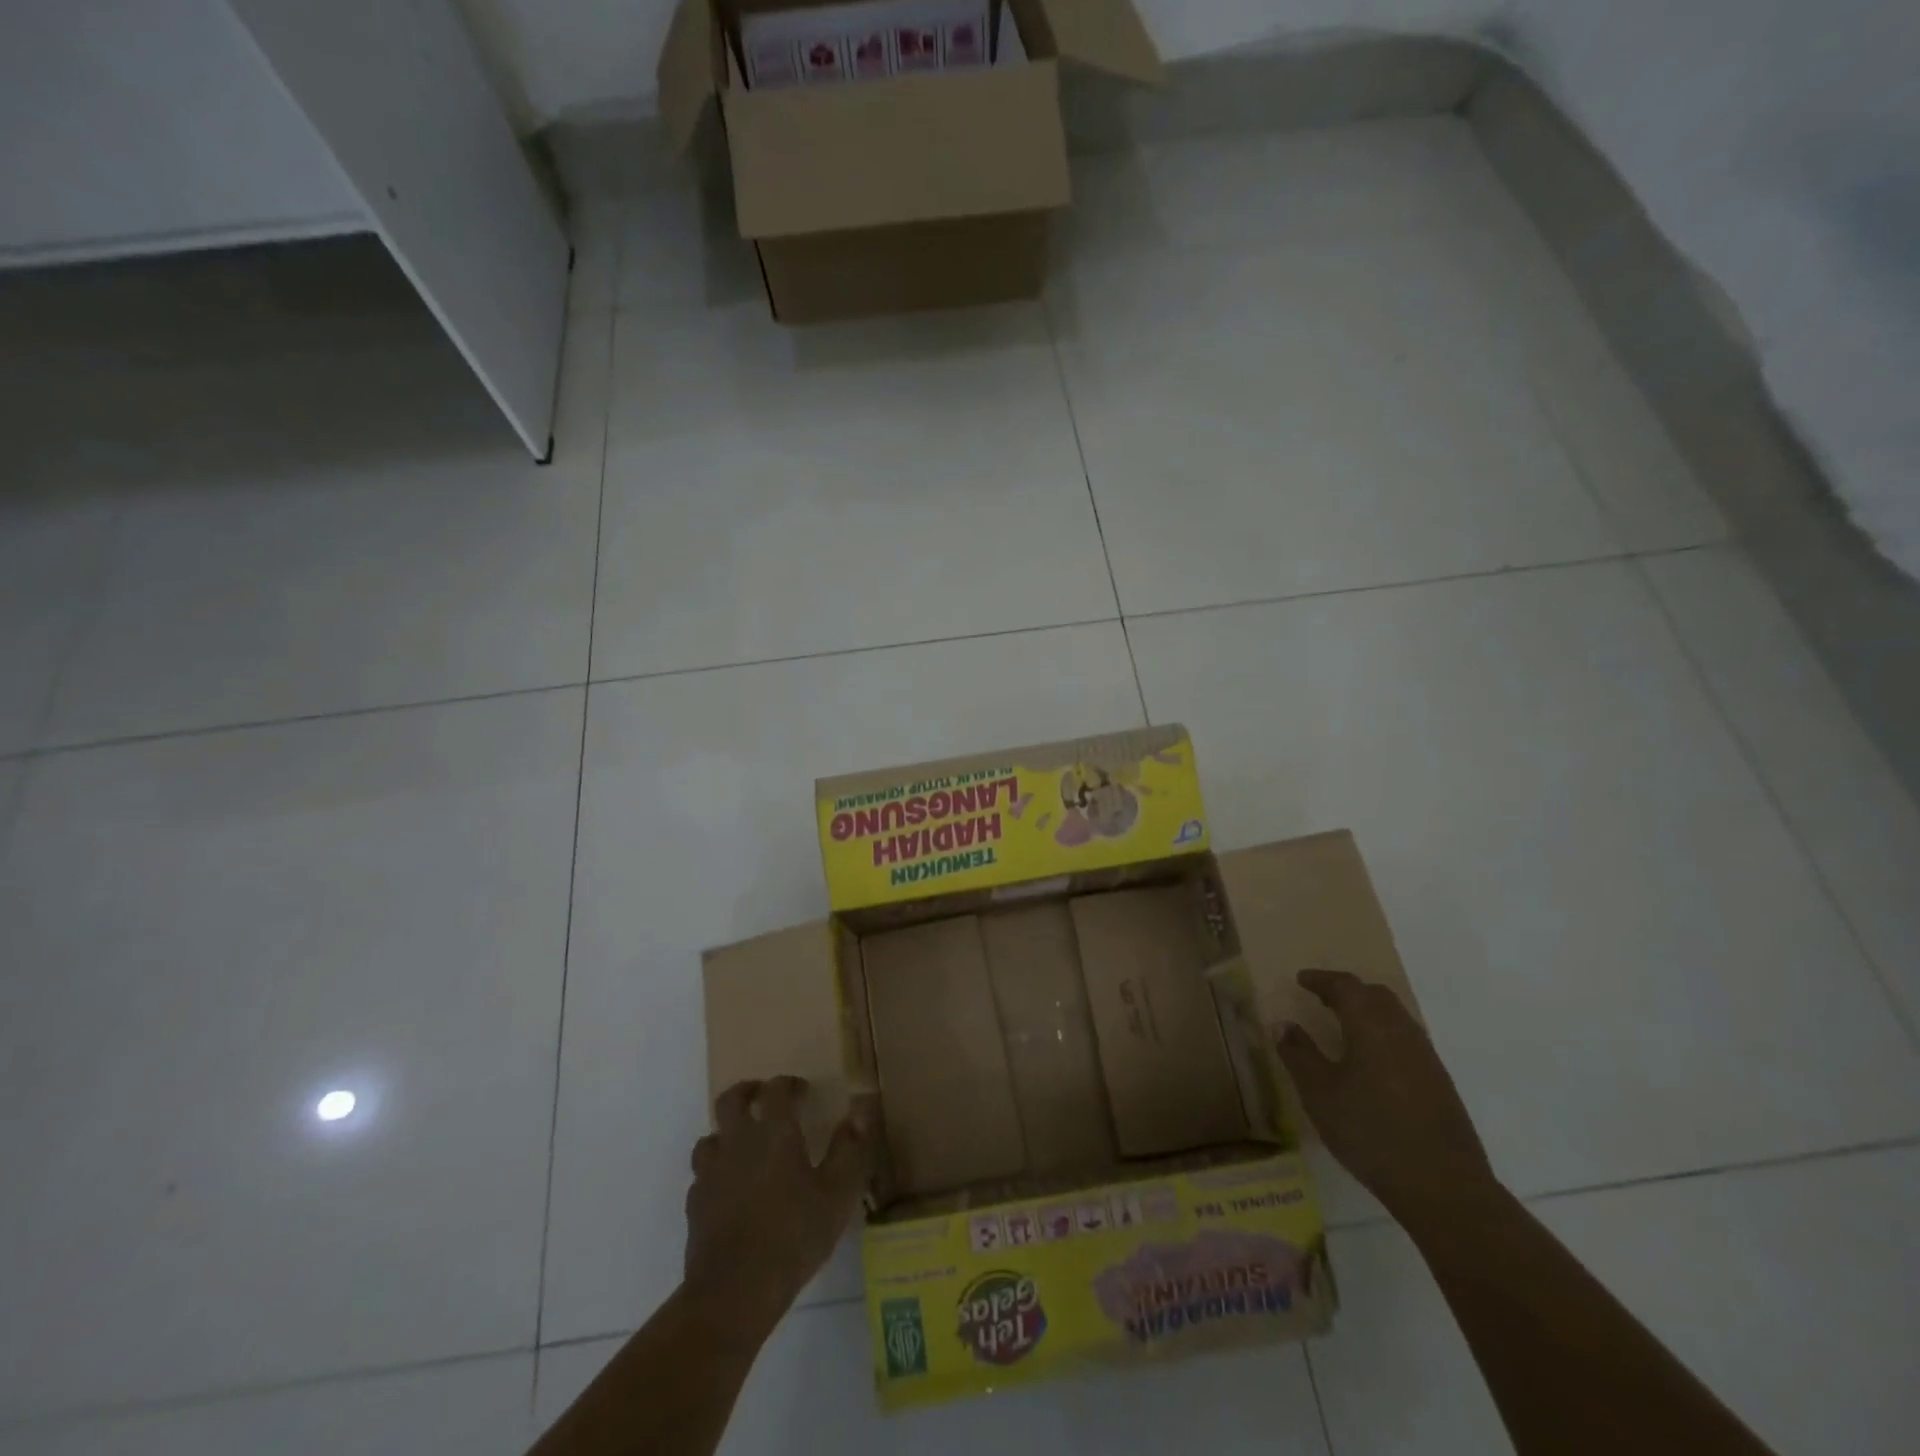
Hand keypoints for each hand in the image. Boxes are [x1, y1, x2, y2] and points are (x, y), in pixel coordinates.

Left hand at [684, 1077, 873, 1329]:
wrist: (734, 1292)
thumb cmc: (794, 1236)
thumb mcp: (837, 1194)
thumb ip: (849, 1150)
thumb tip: (858, 1113)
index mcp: (775, 1133)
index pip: (776, 1090)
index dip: (788, 1084)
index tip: (802, 1091)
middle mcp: (738, 1142)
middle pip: (731, 1100)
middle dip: (747, 1092)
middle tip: (762, 1097)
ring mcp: (711, 1173)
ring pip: (711, 1136)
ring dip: (726, 1132)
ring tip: (743, 1144)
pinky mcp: (695, 1205)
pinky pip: (702, 1175)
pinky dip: (715, 1172)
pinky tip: (728, 1188)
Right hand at [1276, 969, 1497, 1222]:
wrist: (1443, 1186)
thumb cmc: (1371, 1131)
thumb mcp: (1320, 1093)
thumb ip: (1299, 1054)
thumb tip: (1283, 1024)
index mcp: (1371, 1025)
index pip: (1345, 986)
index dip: (1321, 980)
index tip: (1301, 980)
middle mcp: (1402, 1031)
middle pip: (1375, 996)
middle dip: (1348, 992)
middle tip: (1322, 999)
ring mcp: (1426, 1058)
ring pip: (1395, 1018)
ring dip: (1368, 1013)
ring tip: (1344, 1027)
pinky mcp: (1440, 1083)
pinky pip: (1406, 1041)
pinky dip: (1384, 1035)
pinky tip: (1372, 1062)